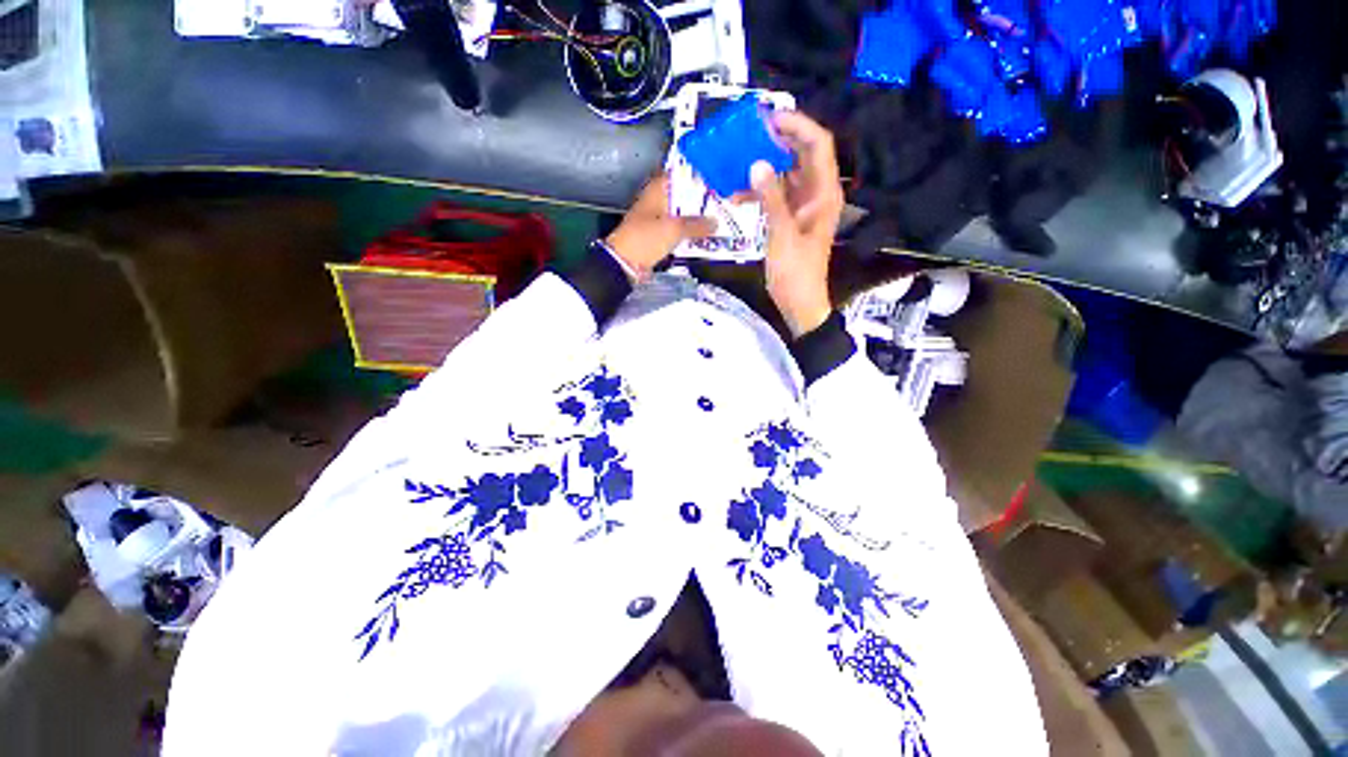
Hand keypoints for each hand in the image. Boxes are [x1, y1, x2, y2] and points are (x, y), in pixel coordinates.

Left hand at [606, 174, 714, 282]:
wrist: (625, 264)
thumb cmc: (645, 239)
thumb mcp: (674, 229)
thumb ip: (697, 225)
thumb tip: (715, 223)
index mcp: (657, 189)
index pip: (681, 174)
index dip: (699, 176)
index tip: (718, 180)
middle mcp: (657, 201)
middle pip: (683, 196)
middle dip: (701, 200)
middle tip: (723, 203)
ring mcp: (657, 220)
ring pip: (682, 215)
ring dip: (696, 219)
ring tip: (718, 220)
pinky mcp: (658, 237)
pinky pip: (678, 232)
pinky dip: (689, 234)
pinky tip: (703, 237)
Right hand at [749, 111, 844, 337]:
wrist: (799, 302)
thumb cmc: (795, 271)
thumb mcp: (782, 233)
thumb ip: (771, 198)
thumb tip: (757, 164)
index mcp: (823, 193)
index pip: (818, 145)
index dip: (797, 126)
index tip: (769, 118)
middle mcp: (817, 193)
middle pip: (801, 155)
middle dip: (777, 142)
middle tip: (748, 134)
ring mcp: (803, 206)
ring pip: (786, 175)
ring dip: (764, 167)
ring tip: (738, 160)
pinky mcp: (790, 219)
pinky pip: (776, 195)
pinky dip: (760, 191)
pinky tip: (738, 193)